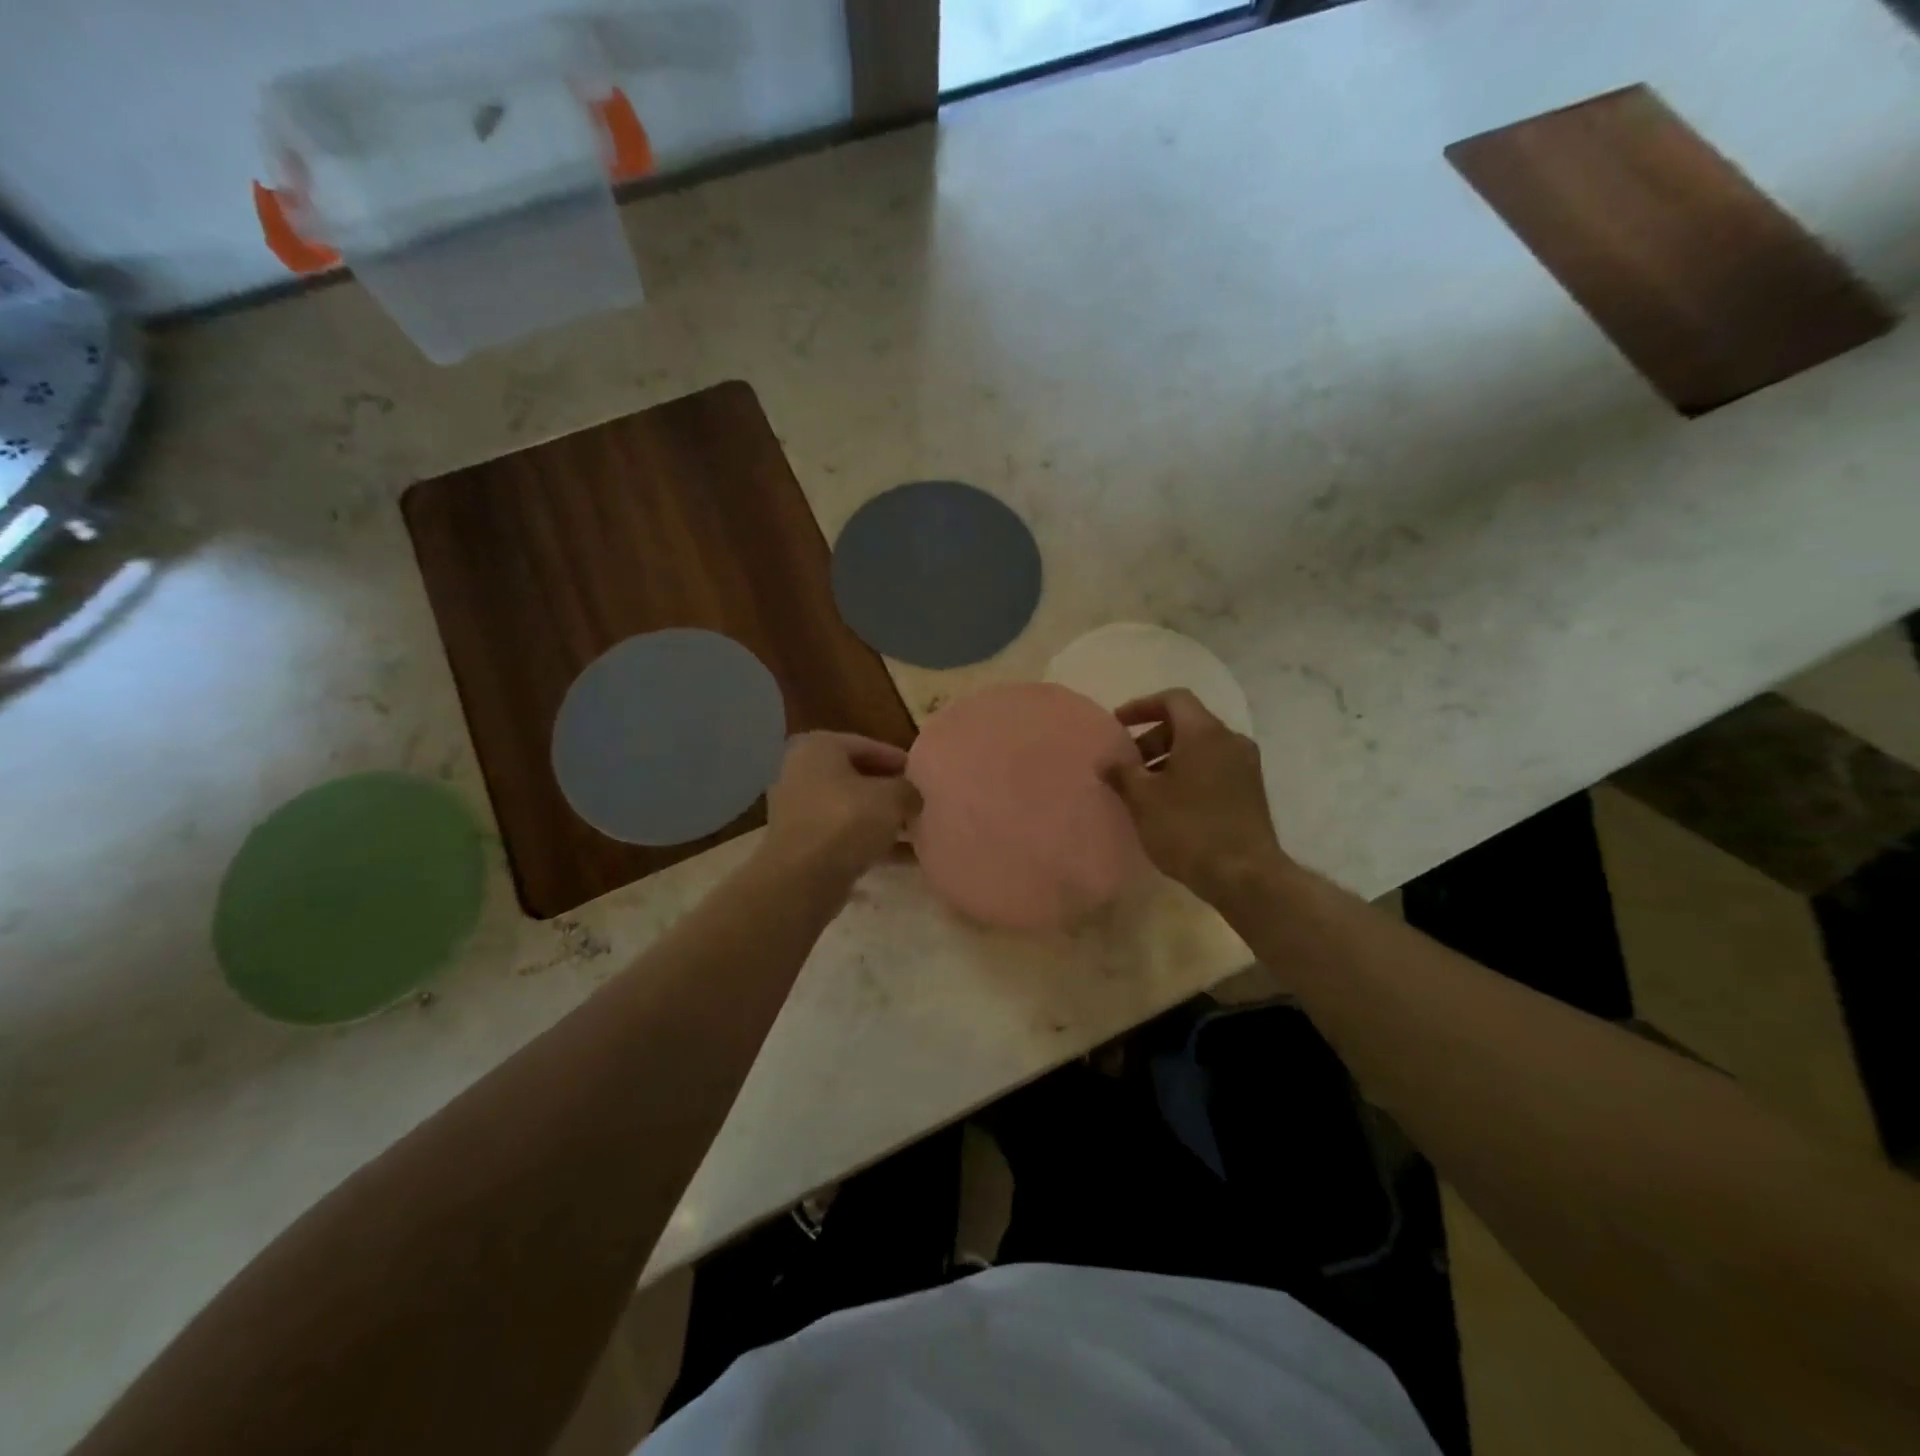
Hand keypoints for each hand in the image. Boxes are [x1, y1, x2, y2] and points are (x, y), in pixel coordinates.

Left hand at [763, 732, 920, 883]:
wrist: (802, 880)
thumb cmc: (846, 821)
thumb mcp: (892, 798)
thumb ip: (908, 790)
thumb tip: (912, 797)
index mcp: (818, 748)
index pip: (867, 746)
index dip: (899, 760)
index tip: (923, 775)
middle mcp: (801, 773)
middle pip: (857, 778)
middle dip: (890, 792)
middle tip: (920, 803)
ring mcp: (798, 811)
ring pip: (851, 809)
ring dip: (883, 821)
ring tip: (917, 832)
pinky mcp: (802, 845)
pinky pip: (844, 836)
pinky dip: (871, 843)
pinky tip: (905, 858)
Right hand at [1104, 690, 1290, 908]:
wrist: (1245, 875)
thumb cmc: (1188, 828)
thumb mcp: (1143, 799)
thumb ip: (1122, 773)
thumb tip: (1106, 761)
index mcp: (1204, 732)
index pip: (1174, 699)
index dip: (1142, 706)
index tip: (1118, 724)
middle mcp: (1230, 740)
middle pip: (1187, 724)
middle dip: (1153, 738)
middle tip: (1128, 764)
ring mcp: (1246, 766)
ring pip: (1201, 748)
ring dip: (1170, 759)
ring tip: (1145, 788)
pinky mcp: (1251, 791)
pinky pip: (1214, 767)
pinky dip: (1189, 773)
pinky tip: (1170, 803)